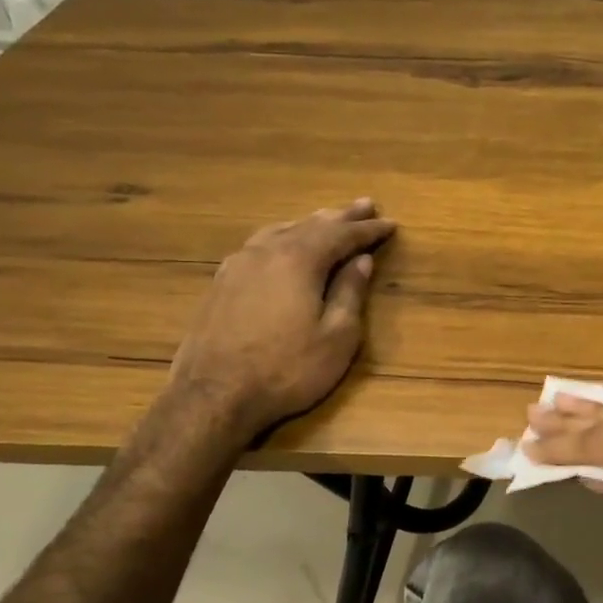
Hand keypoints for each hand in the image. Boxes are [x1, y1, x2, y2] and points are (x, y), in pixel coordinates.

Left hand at [167, 200, 394, 438]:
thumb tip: (361, 261)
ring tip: (327, 219)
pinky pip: (259, 246)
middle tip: (365, 205)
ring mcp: (237, 266)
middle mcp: (266, 252)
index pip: (342, 235)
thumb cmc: (287, 369)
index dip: (368, 230)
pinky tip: (281, 244)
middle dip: (341, 216)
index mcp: (299, 260)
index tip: (389, 223)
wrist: (213, 397)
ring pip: (280, 231)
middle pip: (310, 225)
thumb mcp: (337, 337)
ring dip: (309, 224)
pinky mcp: (220, 284)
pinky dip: (282, 238)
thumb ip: (350, 293)